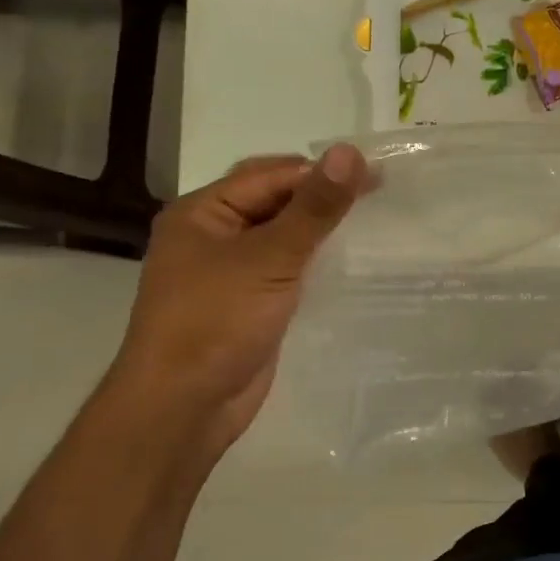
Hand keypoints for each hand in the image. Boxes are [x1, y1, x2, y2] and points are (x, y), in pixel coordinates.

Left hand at [106, 144, 367, 453]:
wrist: (182, 408)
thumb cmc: (216, 322)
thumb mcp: (270, 259)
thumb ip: (314, 208)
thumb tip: (350, 152)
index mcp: (202, 212)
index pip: (271, 175)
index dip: (321, 172)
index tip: (376, 176)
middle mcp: (212, 235)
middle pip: (274, 201)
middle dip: (321, 196)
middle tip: (377, 195)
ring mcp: (229, 272)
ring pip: (282, 236)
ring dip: (320, 229)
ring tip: (372, 224)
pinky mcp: (248, 303)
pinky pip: (286, 269)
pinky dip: (314, 261)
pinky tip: (348, 262)